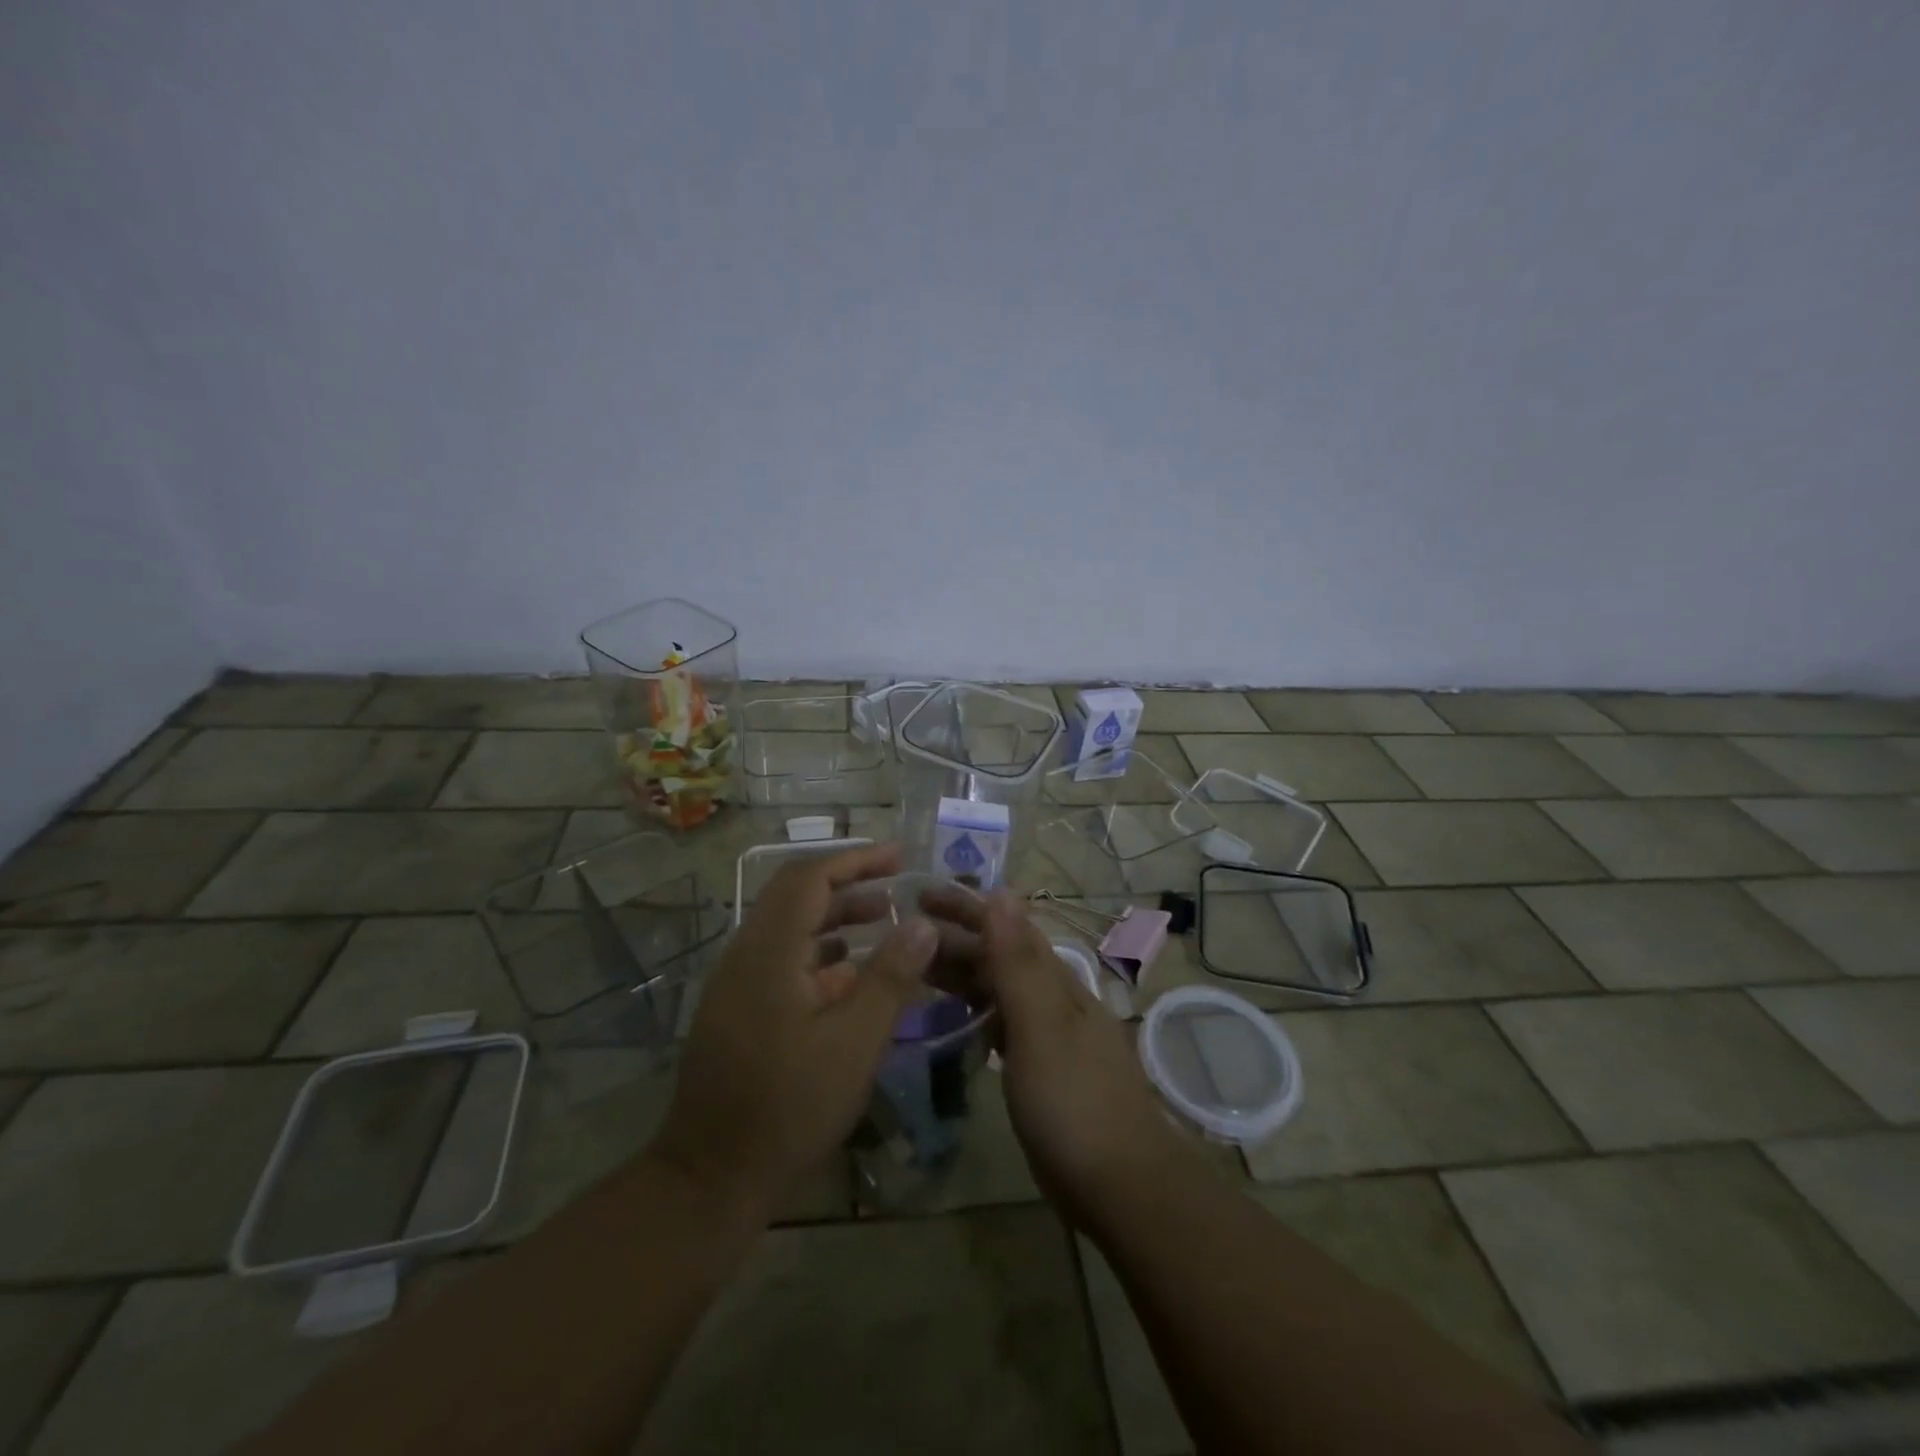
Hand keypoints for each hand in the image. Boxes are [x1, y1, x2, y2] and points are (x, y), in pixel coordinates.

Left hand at [650, 842, 937, 1216]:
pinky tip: (850, 972)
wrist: (710, 1176)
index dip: (856, 860)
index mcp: (769, 952)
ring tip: (883, 919)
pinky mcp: (737, 1008)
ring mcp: (737, 982)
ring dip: (834, 916)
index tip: (899, 857)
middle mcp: (746, 954)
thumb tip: (923, 924)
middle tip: (896, 883)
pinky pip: (781, 958)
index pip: (810, 878)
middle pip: (795, 895)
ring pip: (788, 927)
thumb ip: (890, 977)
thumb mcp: (854, 1043)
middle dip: (847, 882)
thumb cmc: (789, 1106)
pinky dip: (819, 951)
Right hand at [920, 886, 1189, 1222]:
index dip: (966, 907)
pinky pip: (1001, 1024)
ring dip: (961, 973)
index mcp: (1055, 981)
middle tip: (904, 931)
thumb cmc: (1074, 1102)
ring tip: (917, 968)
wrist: (1122, 1186)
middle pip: (1000, 956)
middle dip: (956, 938)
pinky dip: (975, 1012)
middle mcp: (1053, 999)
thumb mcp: (1041, 1026)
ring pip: (999, 990)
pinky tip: (954, 1020)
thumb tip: (1001, 892)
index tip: (922, 893)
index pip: (1006, 927)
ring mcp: (1049, 1036)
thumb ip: (1018, 963)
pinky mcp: (1041, 1070)